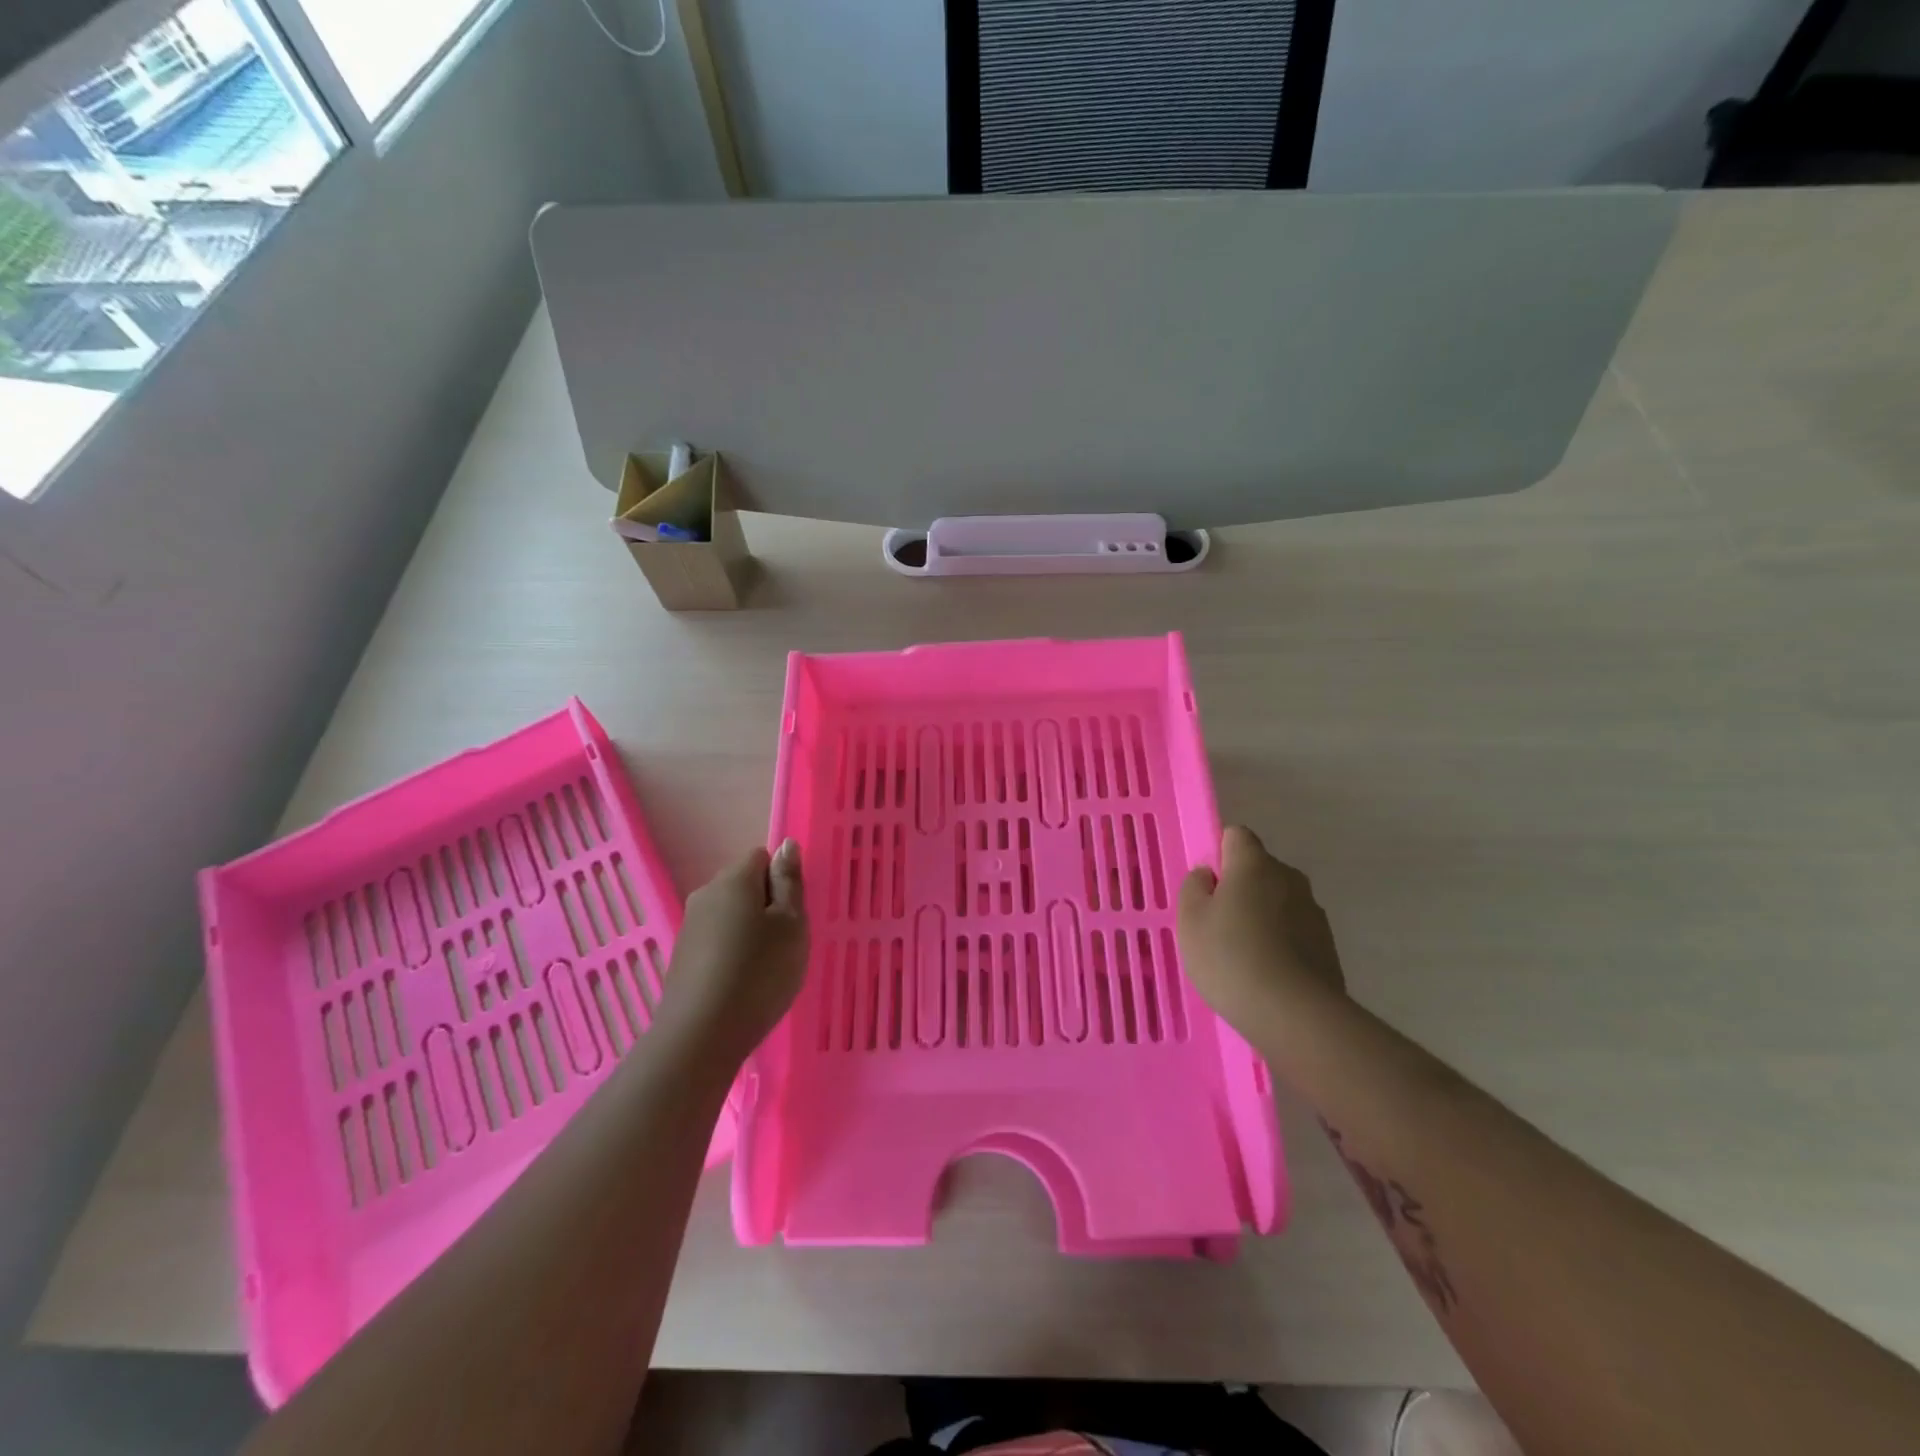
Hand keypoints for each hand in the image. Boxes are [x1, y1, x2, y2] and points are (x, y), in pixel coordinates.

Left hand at [656, 840, 808, 1061]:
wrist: (700, 1036)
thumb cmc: (758, 973)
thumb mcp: (791, 924)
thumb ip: (789, 882)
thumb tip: (786, 845)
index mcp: (734, 880)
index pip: (761, 857)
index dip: (782, 880)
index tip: (793, 913)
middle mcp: (706, 894)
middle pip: (743, 885)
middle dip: (766, 905)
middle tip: (785, 941)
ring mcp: (689, 927)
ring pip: (730, 914)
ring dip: (749, 931)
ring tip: (765, 968)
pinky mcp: (682, 957)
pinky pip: (716, 940)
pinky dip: (732, 953)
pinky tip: (742, 983)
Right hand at [1178, 826, 1346, 1037]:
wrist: (1295, 1014)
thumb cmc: (1230, 956)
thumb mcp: (1190, 920)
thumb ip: (1194, 887)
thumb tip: (1208, 875)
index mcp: (1255, 864)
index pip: (1237, 836)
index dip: (1219, 854)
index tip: (1207, 885)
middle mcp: (1290, 878)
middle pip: (1259, 870)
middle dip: (1240, 889)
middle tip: (1218, 924)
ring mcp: (1314, 912)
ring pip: (1279, 902)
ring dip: (1262, 918)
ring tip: (1243, 956)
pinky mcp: (1328, 946)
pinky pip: (1295, 933)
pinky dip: (1281, 944)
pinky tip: (1267, 975)